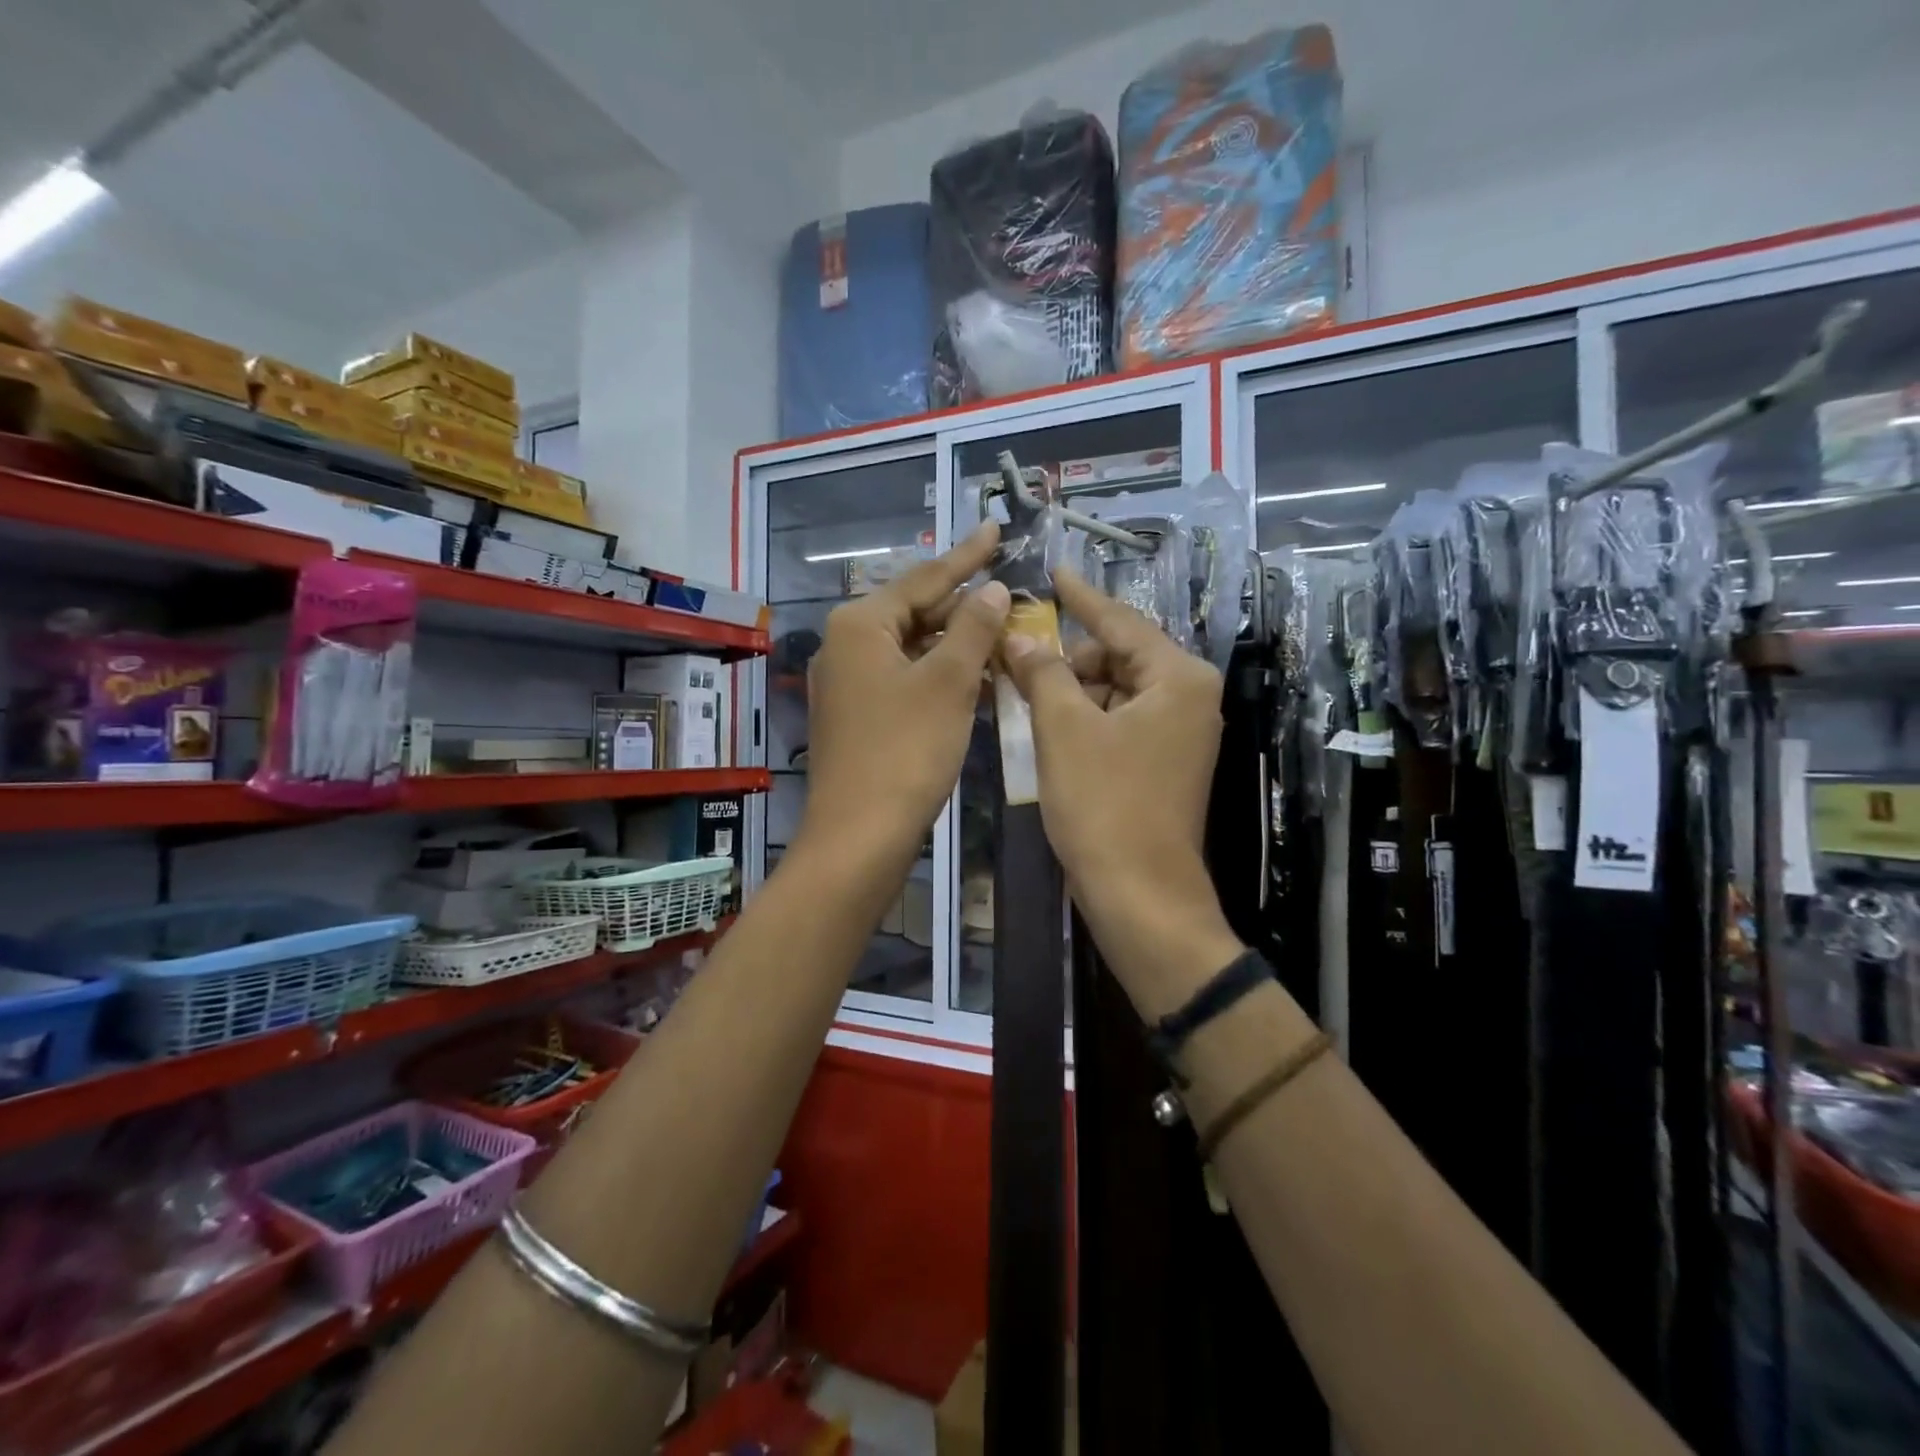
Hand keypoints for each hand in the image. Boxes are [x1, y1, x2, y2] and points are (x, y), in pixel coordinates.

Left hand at [799, 523, 1007, 871]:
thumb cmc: (905, 751)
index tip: (996, 529)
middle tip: (1008, 591)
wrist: (860, 835)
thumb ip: (973, 629)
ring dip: (955, 642)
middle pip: (915, 611)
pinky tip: (972, 676)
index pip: (924, 578)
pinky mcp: (856, 715)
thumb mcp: (948, 682)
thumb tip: (992, 590)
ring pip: (911, 647)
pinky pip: (904, 678)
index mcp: (861, 624)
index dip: (966, 556)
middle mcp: (845, 645)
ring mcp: (848, 683)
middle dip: (963, 605)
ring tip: (1001, 631)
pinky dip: (938, 673)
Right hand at [1001, 567, 1241, 1016]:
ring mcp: (1178, 735)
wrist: (1140, 895)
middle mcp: (1188, 698)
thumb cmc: (1104, 804)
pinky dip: (1082, 718)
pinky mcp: (1162, 764)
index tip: (1054, 572)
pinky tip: (1044, 723)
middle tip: (1015, 652)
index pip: (1120, 622)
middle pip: (1118, 656)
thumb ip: (1042, 672)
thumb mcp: (1064, 729)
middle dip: (1066, 656)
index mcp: (1178, 678)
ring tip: (1020, 688)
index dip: (1081, 597)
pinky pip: (1118, 722)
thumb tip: (1018, 637)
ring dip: (1069, 690)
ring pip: (1114, 691)